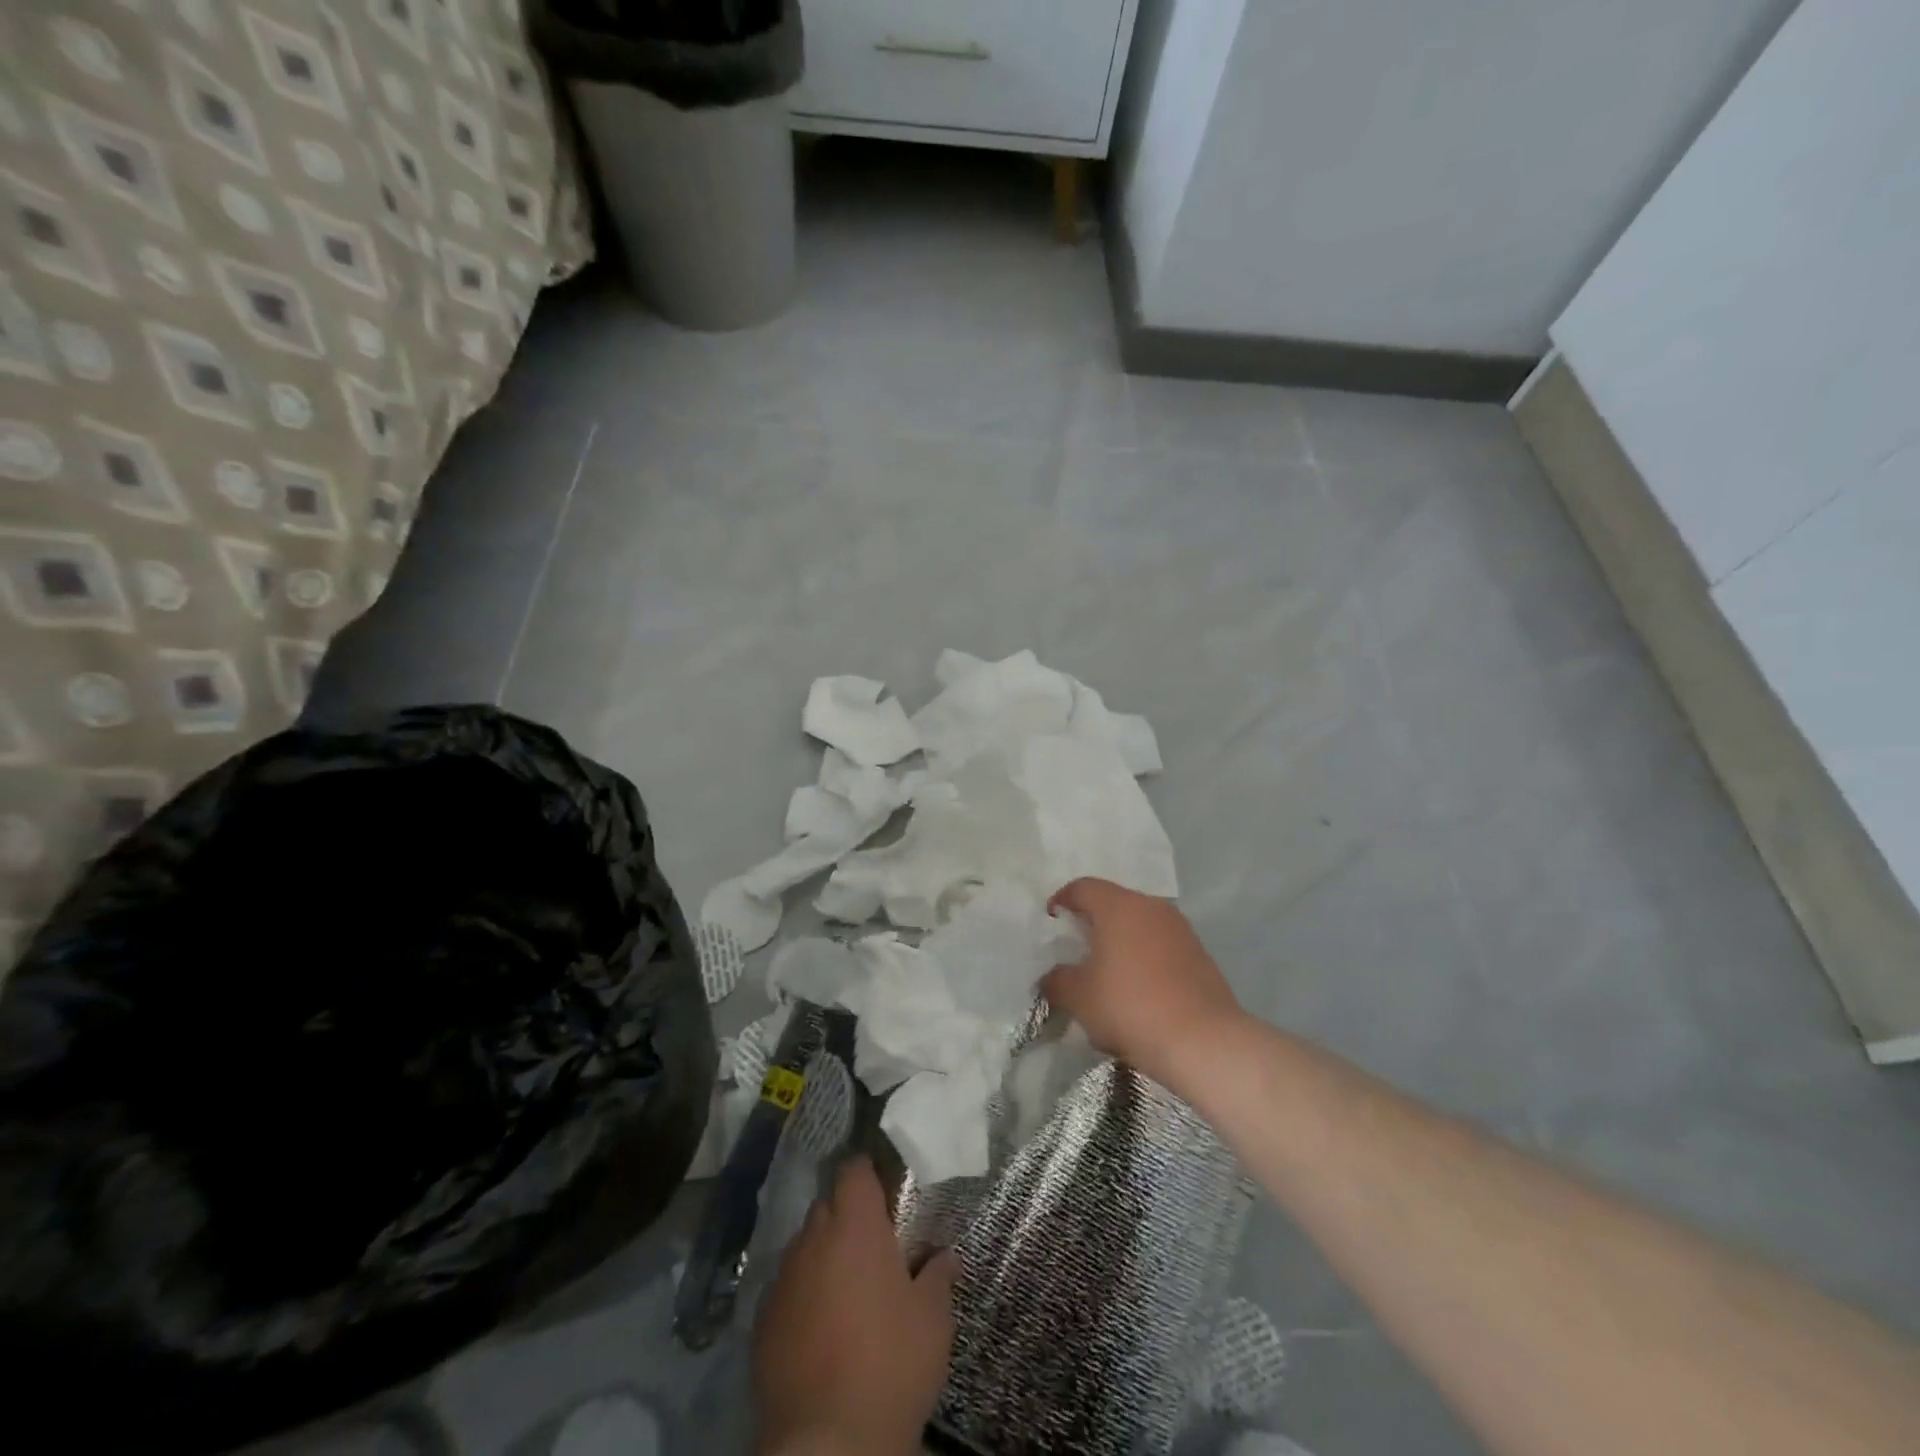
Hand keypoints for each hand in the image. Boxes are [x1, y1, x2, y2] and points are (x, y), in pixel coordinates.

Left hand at [753, 1158, 957, 1455]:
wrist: (826, 1443)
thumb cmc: (891, 1365)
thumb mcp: (933, 1320)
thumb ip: (938, 1277)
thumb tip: (946, 1256)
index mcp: (855, 1227)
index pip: (853, 1170)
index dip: (867, 1173)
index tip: (883, 1189)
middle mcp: (813, 1240)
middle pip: (827, 1206)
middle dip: (847, 1217)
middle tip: (873, 1246)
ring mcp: (783, 1280)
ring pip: (804, 1248)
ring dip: (823, 1257)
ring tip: (846, 1291)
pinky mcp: (762, 1322)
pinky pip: (786, 1289)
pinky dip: (802, 1296)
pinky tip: (819, 1328)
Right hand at [1044, 879, 1243, 1086]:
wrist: (1203, 1042)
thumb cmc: (1130, 1007)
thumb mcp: (1079, 997)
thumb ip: (1057, 980)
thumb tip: (1053, 977)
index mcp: (1119, 906)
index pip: (1083, 887)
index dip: (1062, 900)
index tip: (1052, 920)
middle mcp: (1152, 908)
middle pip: (1114, 902)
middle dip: (1093, 921)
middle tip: (1076, 946)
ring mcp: (1181, 930)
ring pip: (1140, 924)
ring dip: (1121, 940)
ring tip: (1107, 970)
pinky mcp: (1200, 955)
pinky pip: (1161, 945)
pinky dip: (1144, 957)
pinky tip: (1137, 988)